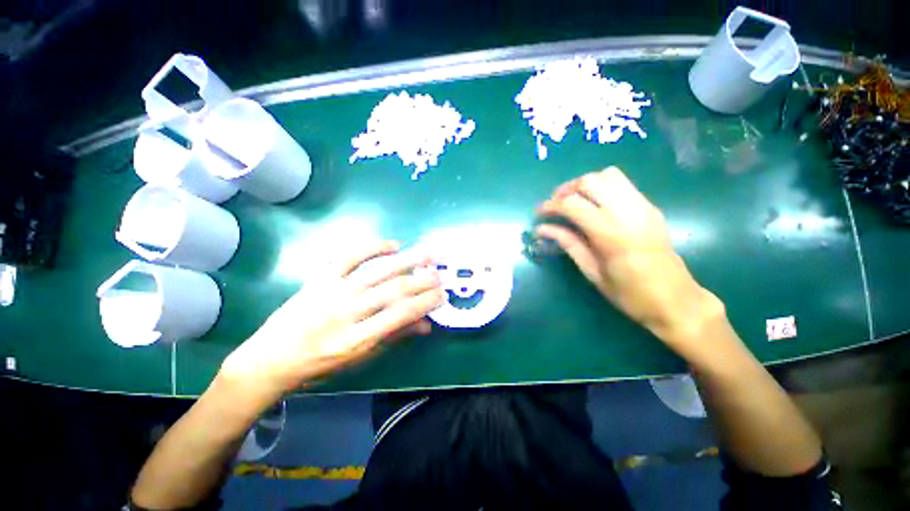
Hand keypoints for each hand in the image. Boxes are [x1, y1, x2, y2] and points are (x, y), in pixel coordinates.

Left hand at [220, 240, 443, 402]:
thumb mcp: (360, 359)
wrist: (269, 358)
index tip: (442, 295)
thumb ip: (395, 337)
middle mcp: (346, 312)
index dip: (425, 303)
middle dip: (423, 281)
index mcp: (356, 339)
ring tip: (427, 254)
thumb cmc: (319, 365)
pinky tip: (393, 245)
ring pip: (378, 271)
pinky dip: (373, 248)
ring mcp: (332, 291)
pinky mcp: (320, 278)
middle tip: (441, 274)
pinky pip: (349, 256)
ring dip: (407, 261)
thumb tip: (426, 324)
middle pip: (394, 290)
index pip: (400, 314)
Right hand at [537, 167, 722, 348]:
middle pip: (591, 181)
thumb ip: (568, 244)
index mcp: (612, 235)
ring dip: (585, 184)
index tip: (539, 212)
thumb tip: (542, 228)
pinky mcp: (651, 207)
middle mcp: (629, 213)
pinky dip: (601, 187)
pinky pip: (622, 184)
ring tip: (573, 200)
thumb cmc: (630, 294)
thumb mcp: (592, 272)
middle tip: (555, 204)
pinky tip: (594, 204)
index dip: (551, 205)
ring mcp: (644, 207)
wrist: (677, 300)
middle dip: (567, 189)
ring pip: (608, 175)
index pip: (574, 204)